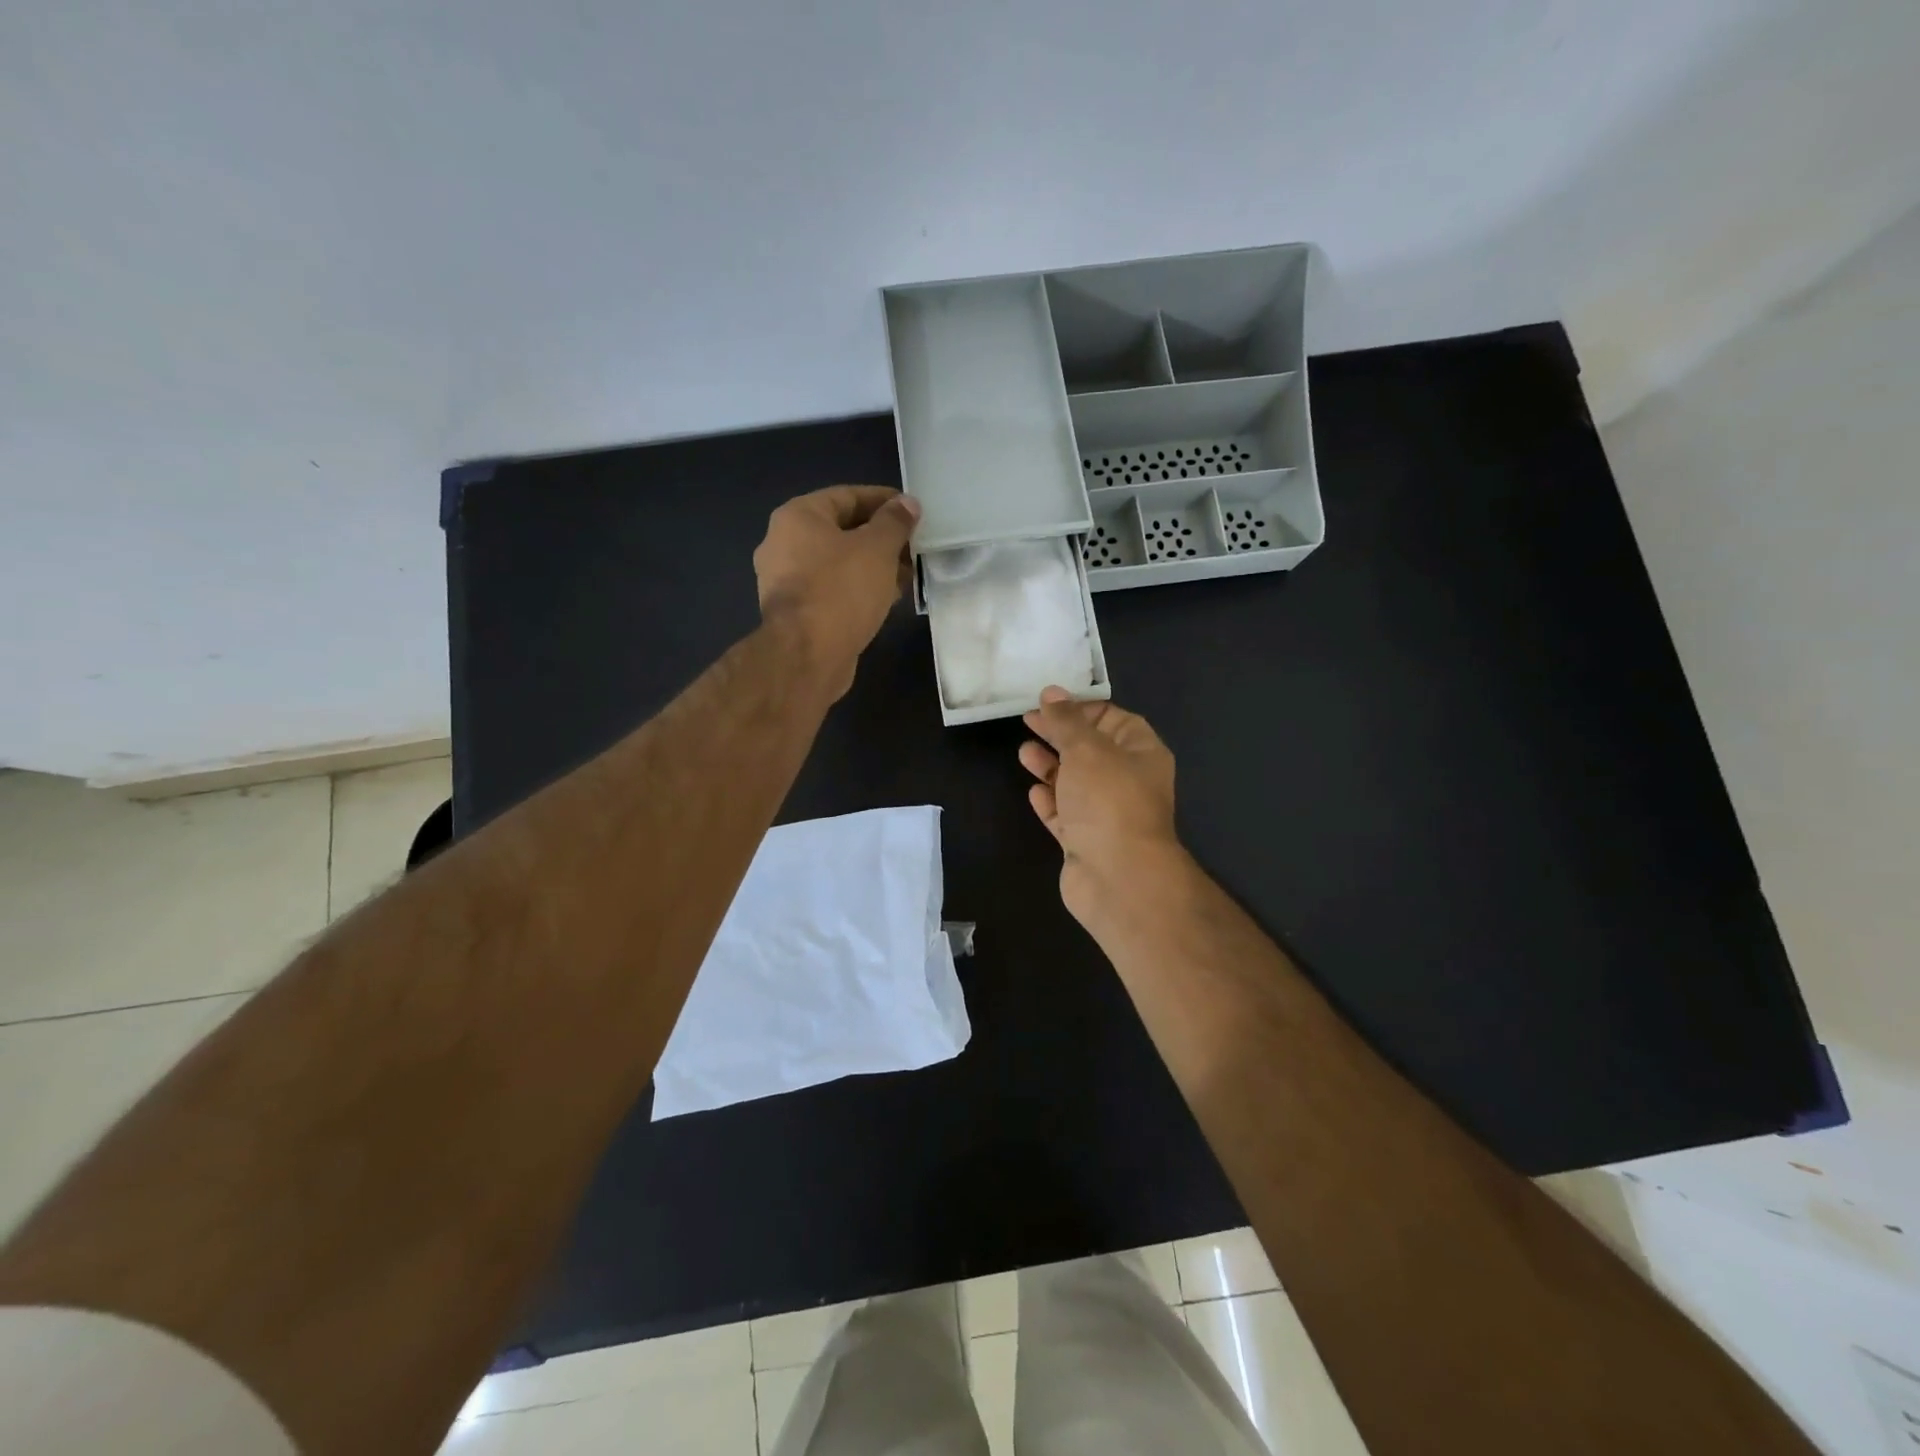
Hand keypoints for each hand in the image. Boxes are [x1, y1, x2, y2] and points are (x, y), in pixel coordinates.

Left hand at [754, 486, 919, 698]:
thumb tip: (907, 503)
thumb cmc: (841, 591)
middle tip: (914, 547)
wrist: (807, 657)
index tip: (914, 512)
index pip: (847, 496)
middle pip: (841, 530)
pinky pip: (832, 590)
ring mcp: (786, 581)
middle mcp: (783, 544)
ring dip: (872, 567)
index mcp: (797, 517)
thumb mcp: (877, 549)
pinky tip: (886, 599)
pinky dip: (858, 590)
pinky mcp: (796, 613)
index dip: (884, 500)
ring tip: (907, 575)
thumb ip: (894, 522)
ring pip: (838, 564)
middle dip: (881, 538)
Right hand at [1020, 687, 1182, 926]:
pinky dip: (1050, 802)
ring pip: (1075, 783)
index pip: (1111, 718)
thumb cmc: (1108, 800)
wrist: (1118, 877)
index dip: (1079, 708)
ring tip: (1024, 753)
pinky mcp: (1085, 842)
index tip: (1046, 703)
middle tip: (1027, 721)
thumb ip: (1066, 721)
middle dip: (1059, 735)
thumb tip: (1052, 693)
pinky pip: (1065, 815)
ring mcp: (1106, 814)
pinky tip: (1033, 792)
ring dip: (1050, 766)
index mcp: (1141, 752)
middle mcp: (1127, 781)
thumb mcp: (1086, 748)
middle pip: (1090, 749)